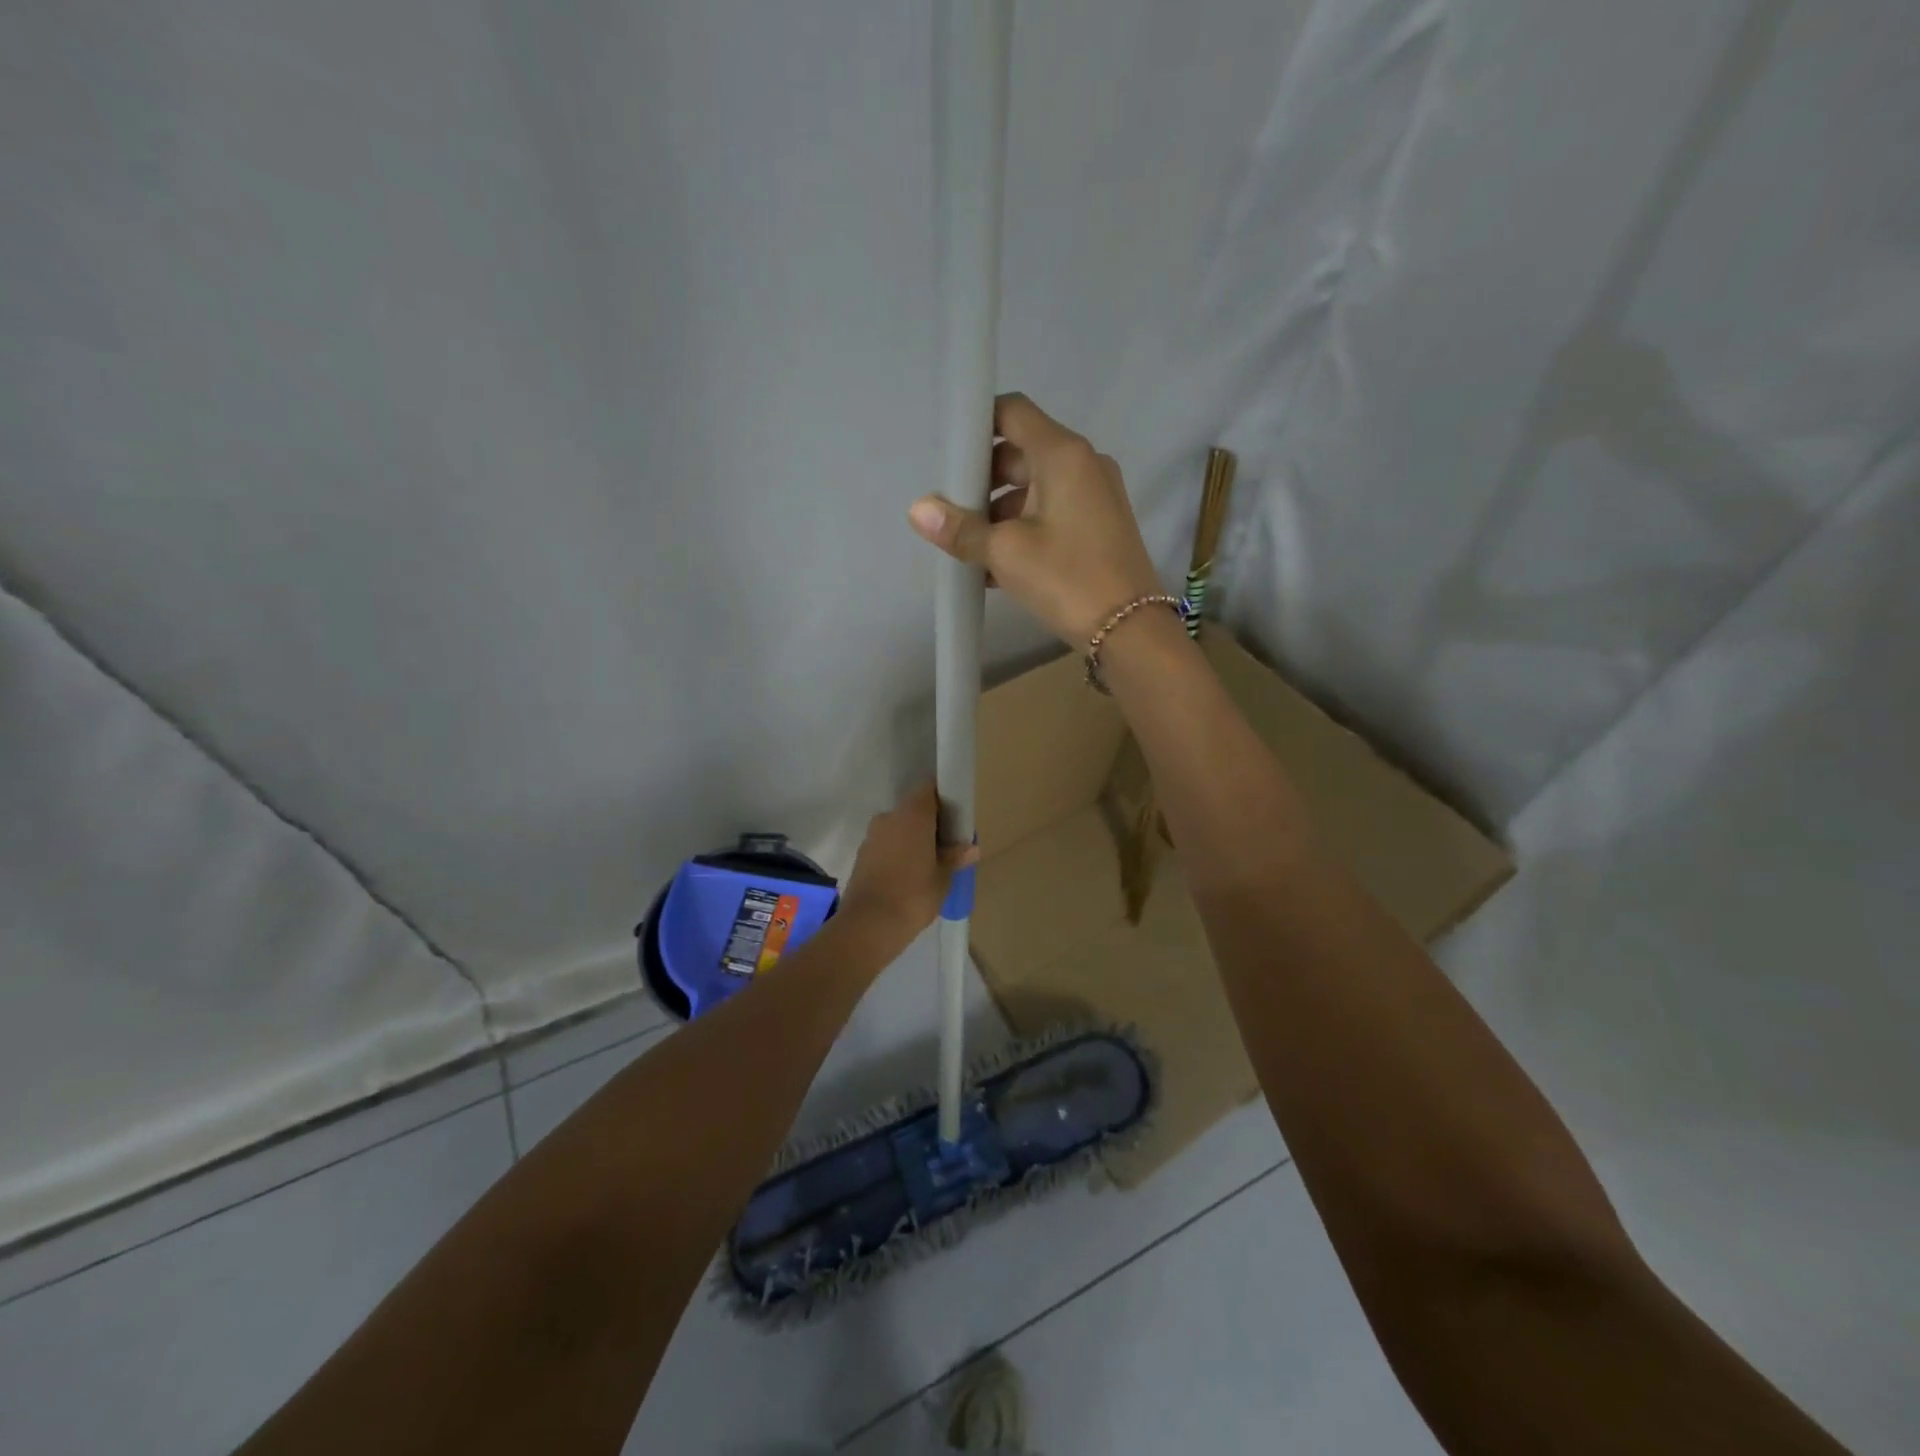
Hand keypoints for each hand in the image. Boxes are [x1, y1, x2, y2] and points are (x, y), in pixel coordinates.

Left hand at [838, 781, 978, 939]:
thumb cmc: (914, 895)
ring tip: (929, 864)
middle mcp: (889, 817)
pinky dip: (898, 853)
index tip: (956, 815)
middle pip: (913, 809)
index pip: (929, 789)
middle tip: (947, 844)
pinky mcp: (861, 855)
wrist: (868, 925)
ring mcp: (872, 836)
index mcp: (912, 815)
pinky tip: (908, 875)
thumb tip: (970, 848)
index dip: (943, 798)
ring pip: (898, 828)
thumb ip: (954, 858)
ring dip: (912, 839)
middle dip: (930, 822)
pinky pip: (886, 845)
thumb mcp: (943, 878)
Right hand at [908, 393, 1162, 645]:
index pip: (1013, 412)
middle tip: (953, 511)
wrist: (1130, 630)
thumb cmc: (1066, 579)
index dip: (978, 424)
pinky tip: (996, 567)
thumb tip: (917, 510)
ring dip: (1000, 512)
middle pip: (1021, 453)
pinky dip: (1024, 529)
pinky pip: (1053, 513)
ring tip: (970, 548)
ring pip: (1036, 488)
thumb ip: (961, 528)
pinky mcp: (1100, 525)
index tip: (950, 455)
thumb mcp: (1006, 553)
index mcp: (1063, 454)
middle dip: (984, 480)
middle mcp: (1084, 464)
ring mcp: (1096, 495)